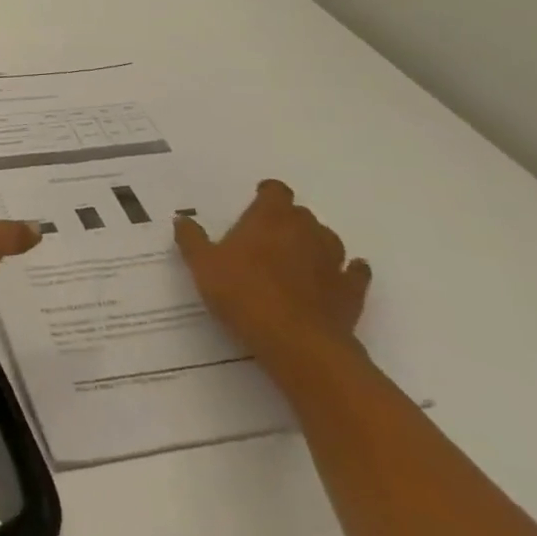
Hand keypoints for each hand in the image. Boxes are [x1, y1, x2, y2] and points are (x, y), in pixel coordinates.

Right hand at [174, 180, 371, 384]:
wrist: (298, 344)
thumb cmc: (244, 294)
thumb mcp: (202, 265)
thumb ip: (191, 239)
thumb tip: (182, 219)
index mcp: (270, 218)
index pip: (276, 191)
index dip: (267, 194)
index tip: (256, 203)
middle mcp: (306, 231)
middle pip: (301, 214)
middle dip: (287, 220)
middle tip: (266, 237)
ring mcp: (334, 260)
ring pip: (328, 239)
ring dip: (315, 243)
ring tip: (296, 258)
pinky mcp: (352, 291)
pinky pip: (355, 272)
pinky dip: (348, 271)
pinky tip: (337, 277)